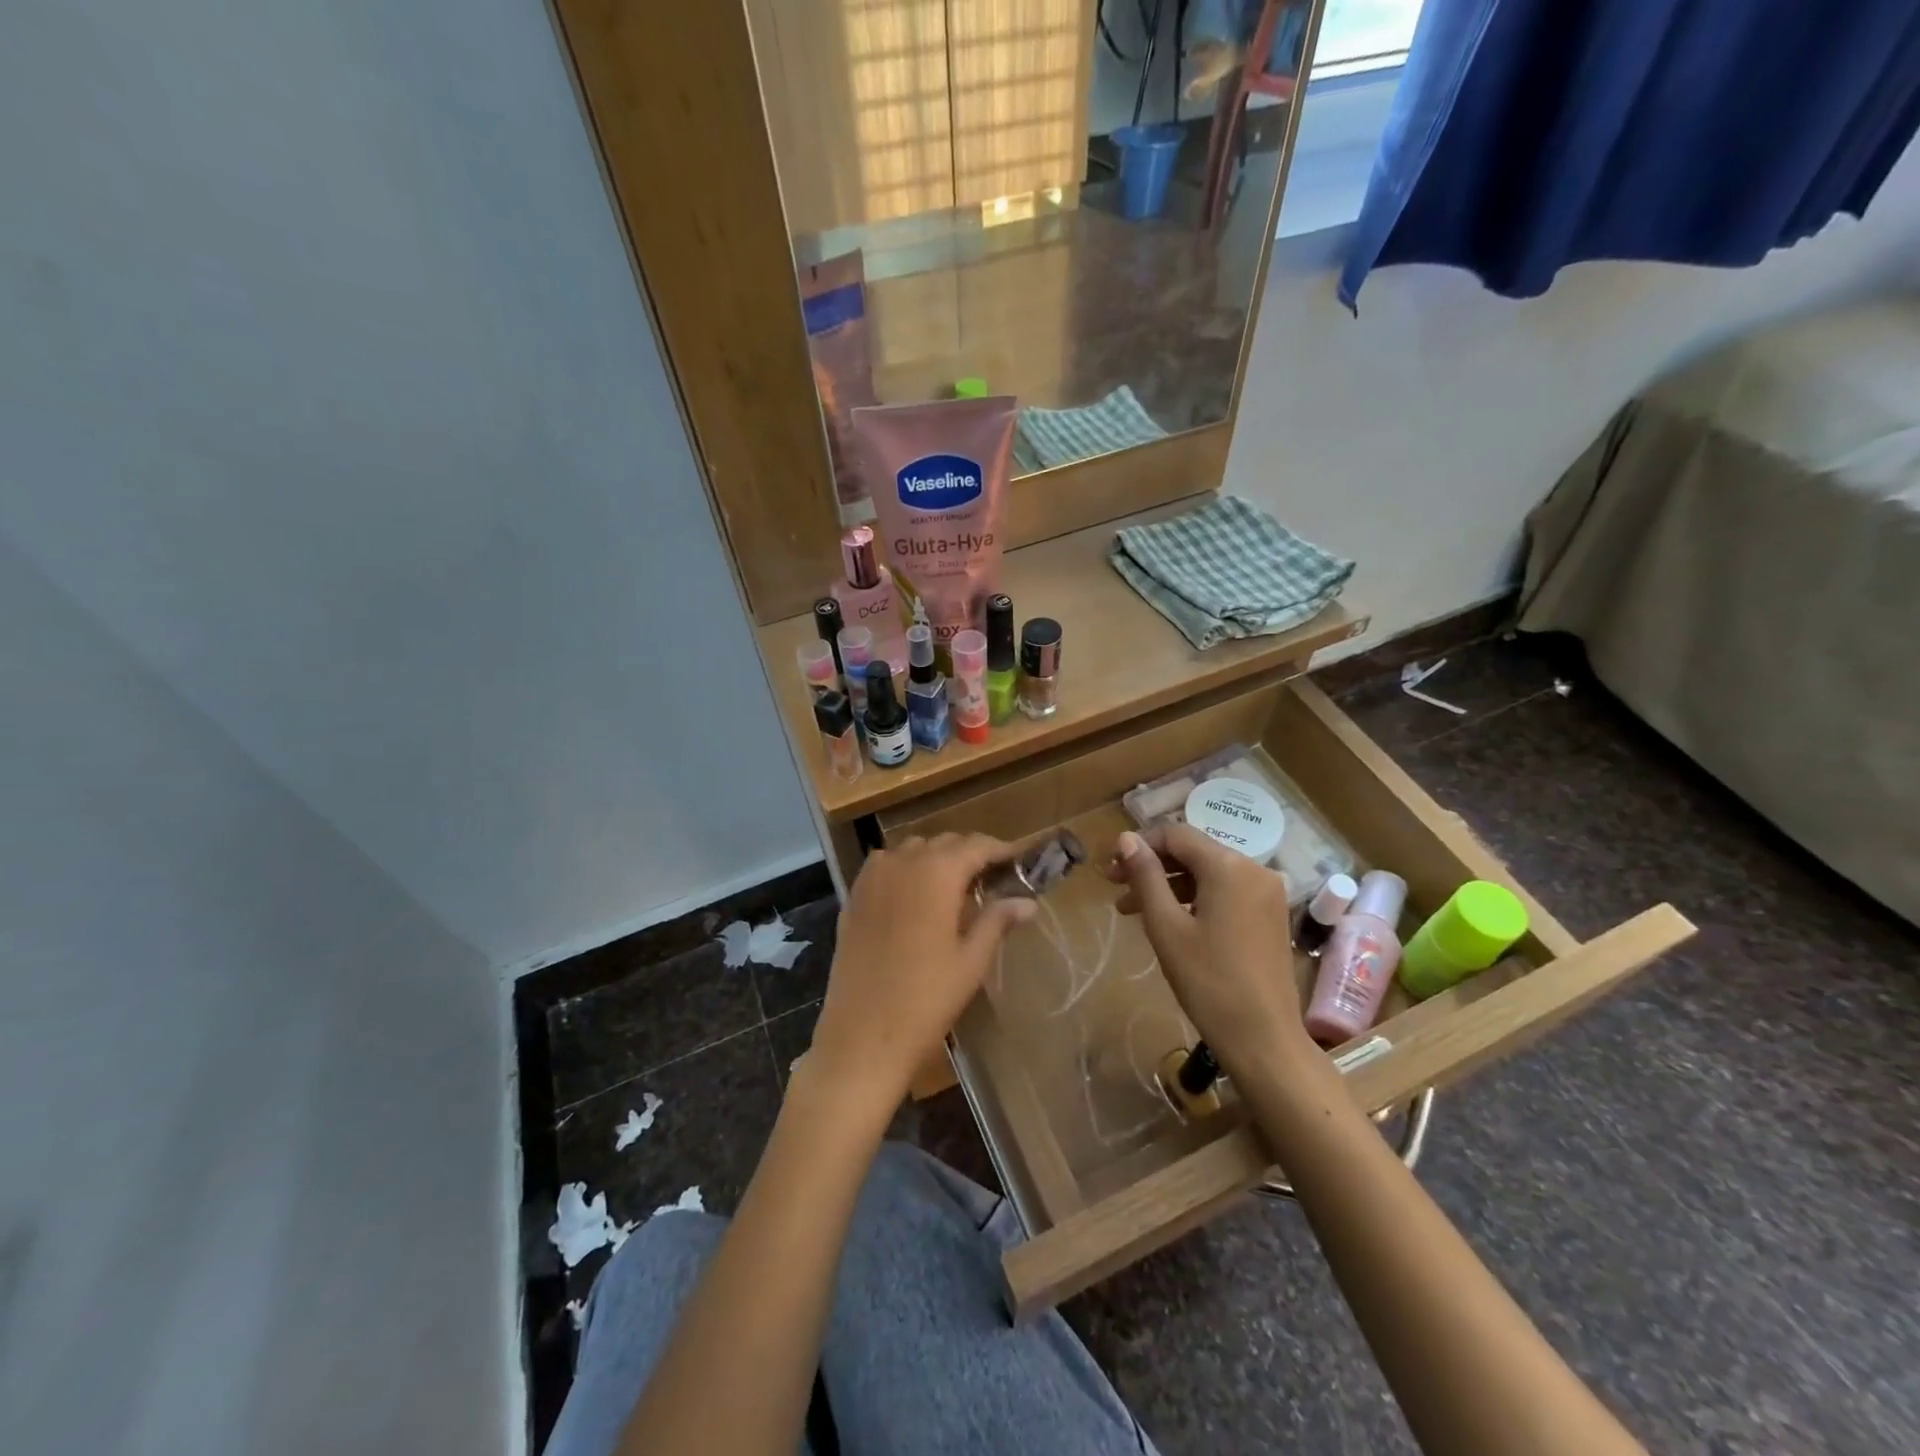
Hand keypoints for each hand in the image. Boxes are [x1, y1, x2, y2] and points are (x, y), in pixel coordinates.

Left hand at [808, 834, 1035, 1111]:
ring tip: (955, 888)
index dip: (1001, 850)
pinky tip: (916, 897)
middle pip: (944, 843)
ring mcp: (872, 877)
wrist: (862, 1035)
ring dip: (936, 859)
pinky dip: (905, 869)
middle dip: (970, 854)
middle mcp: (902, 862)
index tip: (1020, 861)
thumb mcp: (971, 960)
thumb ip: (997, 920)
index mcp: (936, 872)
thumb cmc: (927, 999)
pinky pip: (885, 866)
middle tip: (993, 879)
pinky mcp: (853, 896)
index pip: (976, 845)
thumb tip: (1028, 902)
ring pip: (912, 850)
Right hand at [1106, 824, 1310, 1078]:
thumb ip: (1145, 876)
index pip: (1176, 835)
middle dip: (1152, 866)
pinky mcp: (1270, 915)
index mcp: (1229, 866)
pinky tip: (1170, 921)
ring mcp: (1267, 893)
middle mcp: (1254, 869)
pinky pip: (1226, 892)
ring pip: (1208, 873)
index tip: (1110, 870)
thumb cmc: (1208, 981)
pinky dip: (1195, 898)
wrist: (1264, 1039)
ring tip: (1133, 911)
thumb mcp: (1166, 926)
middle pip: (1193, 852)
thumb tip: (1126, 838)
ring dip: (1169, 885)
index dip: (1139, 846)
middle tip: (1116, 889)